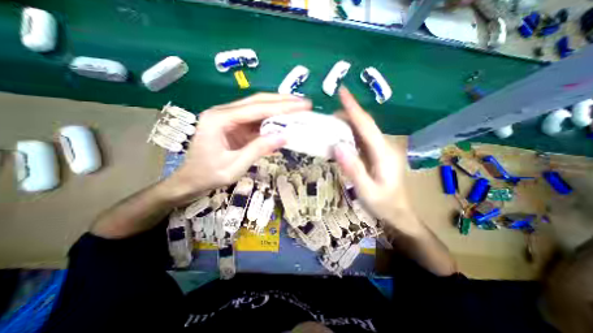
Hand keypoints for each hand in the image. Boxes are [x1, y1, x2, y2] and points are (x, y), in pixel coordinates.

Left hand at [161, 92, 309, 201]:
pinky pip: (256, 120)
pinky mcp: (234, 126)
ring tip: (298, 109)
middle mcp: (224, 112)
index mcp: (219, 119)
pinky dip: (272, 121)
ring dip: (279, 108)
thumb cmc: (208, 175)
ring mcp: (229, 118)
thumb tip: (284, 137)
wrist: (189, 180)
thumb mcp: (234, 166)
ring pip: (258, 108)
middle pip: (258, 101)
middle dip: (283, 101)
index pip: (257, 108)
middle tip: (304, 103)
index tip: (303, 105)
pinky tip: (284, 122)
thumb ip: (258, 149)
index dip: (282, 107)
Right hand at [333, 87, 420, 233]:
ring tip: (330, 125)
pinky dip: (350, 134)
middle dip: (347, 115)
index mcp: (384, 153)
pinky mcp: (377, 153)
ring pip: (363, 130)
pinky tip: (340, 137)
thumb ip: (353, 168)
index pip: (367, 125)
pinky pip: (362, 139)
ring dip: (347, 124)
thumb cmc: (383, 204)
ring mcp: (382, 149)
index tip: (342, 92)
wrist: (399, 213)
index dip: (354, 108)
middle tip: (327, 117)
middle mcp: (385, 145)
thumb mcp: (366, 190)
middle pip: (365, 124)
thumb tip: (337, 146)